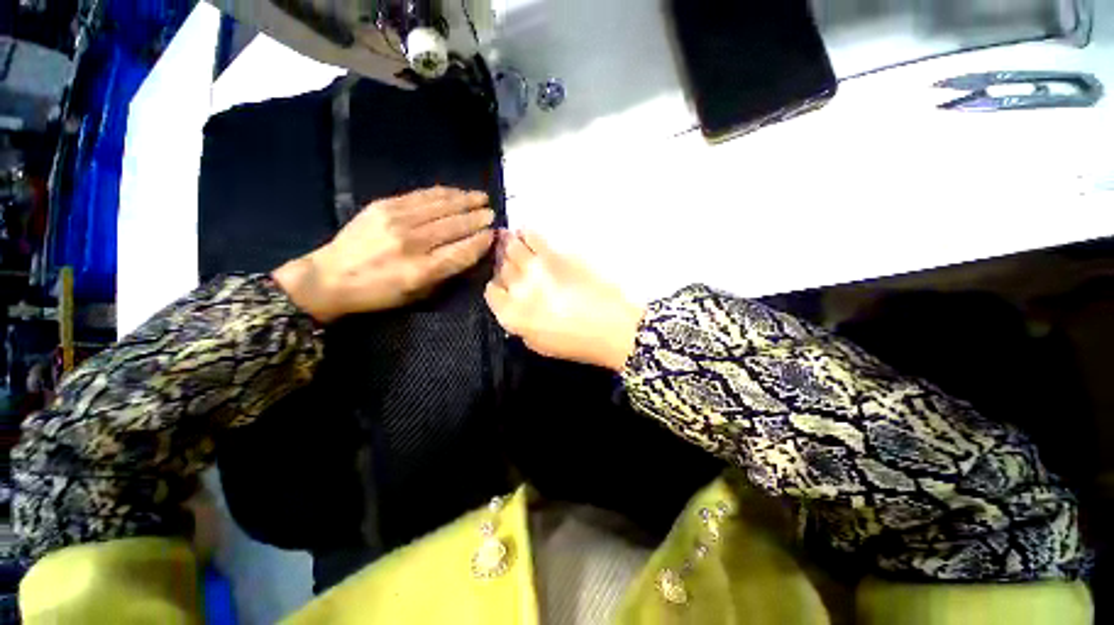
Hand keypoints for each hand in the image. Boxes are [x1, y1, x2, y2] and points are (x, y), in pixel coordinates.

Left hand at [273, 187, 494, 322]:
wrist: (330, 277)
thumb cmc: (379, 292)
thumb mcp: (417, 294)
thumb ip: (445, 273)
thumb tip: (470, 252)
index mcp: (421, 271)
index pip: (462, 252)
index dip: (481, 241)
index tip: (493, 234)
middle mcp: (411, 243)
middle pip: (454, 226)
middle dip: (477, 218)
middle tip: (492, 213)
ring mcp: (396, 220)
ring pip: (441, 206)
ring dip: (465, 200)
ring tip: (481, 197)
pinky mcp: (384, 206)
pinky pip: (421, 195)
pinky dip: (443, 193)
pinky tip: (455, 192)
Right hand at [485, 231, 644, 370]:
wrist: (611, 326)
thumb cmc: (576, 343)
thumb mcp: (539, 345)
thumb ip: (520, 324)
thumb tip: (514, 306)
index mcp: (511, 315)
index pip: (492, 292)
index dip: (498, 287)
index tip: (506, 285)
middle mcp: (516, 289)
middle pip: (501, 268)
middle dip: (504, 265)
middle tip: (510, 262)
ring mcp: (534, 268)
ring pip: (511, 248)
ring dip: (509, 244)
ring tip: (510, 239)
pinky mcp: (554, 254)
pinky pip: (532, 236)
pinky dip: (526, 233)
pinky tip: (525, 232)